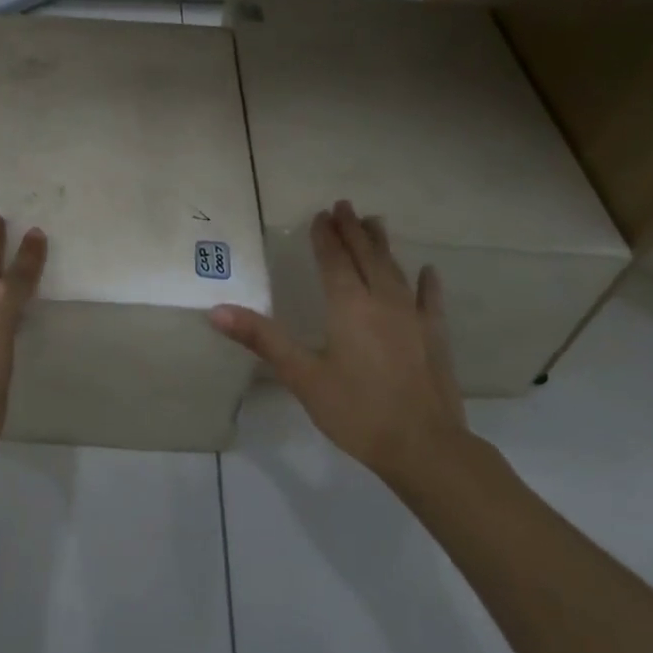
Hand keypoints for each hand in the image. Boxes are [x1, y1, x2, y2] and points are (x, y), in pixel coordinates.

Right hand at [209, 201, 476, 492]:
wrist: (424, 447)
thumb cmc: (356, 411)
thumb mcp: (301, 376)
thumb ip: (262, 339)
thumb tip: (217, 310)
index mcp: (348, 307)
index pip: (334, 261)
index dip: (325, 237)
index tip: (320, 214)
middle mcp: (382, 302)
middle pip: (366, 257)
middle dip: (353, 230)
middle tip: (344, 206)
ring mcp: (413, 318)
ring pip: (395, 271)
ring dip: (383, 246)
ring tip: (375, 222)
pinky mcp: (434, 338)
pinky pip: (429, 301)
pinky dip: (426, 283)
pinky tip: (428, 271)